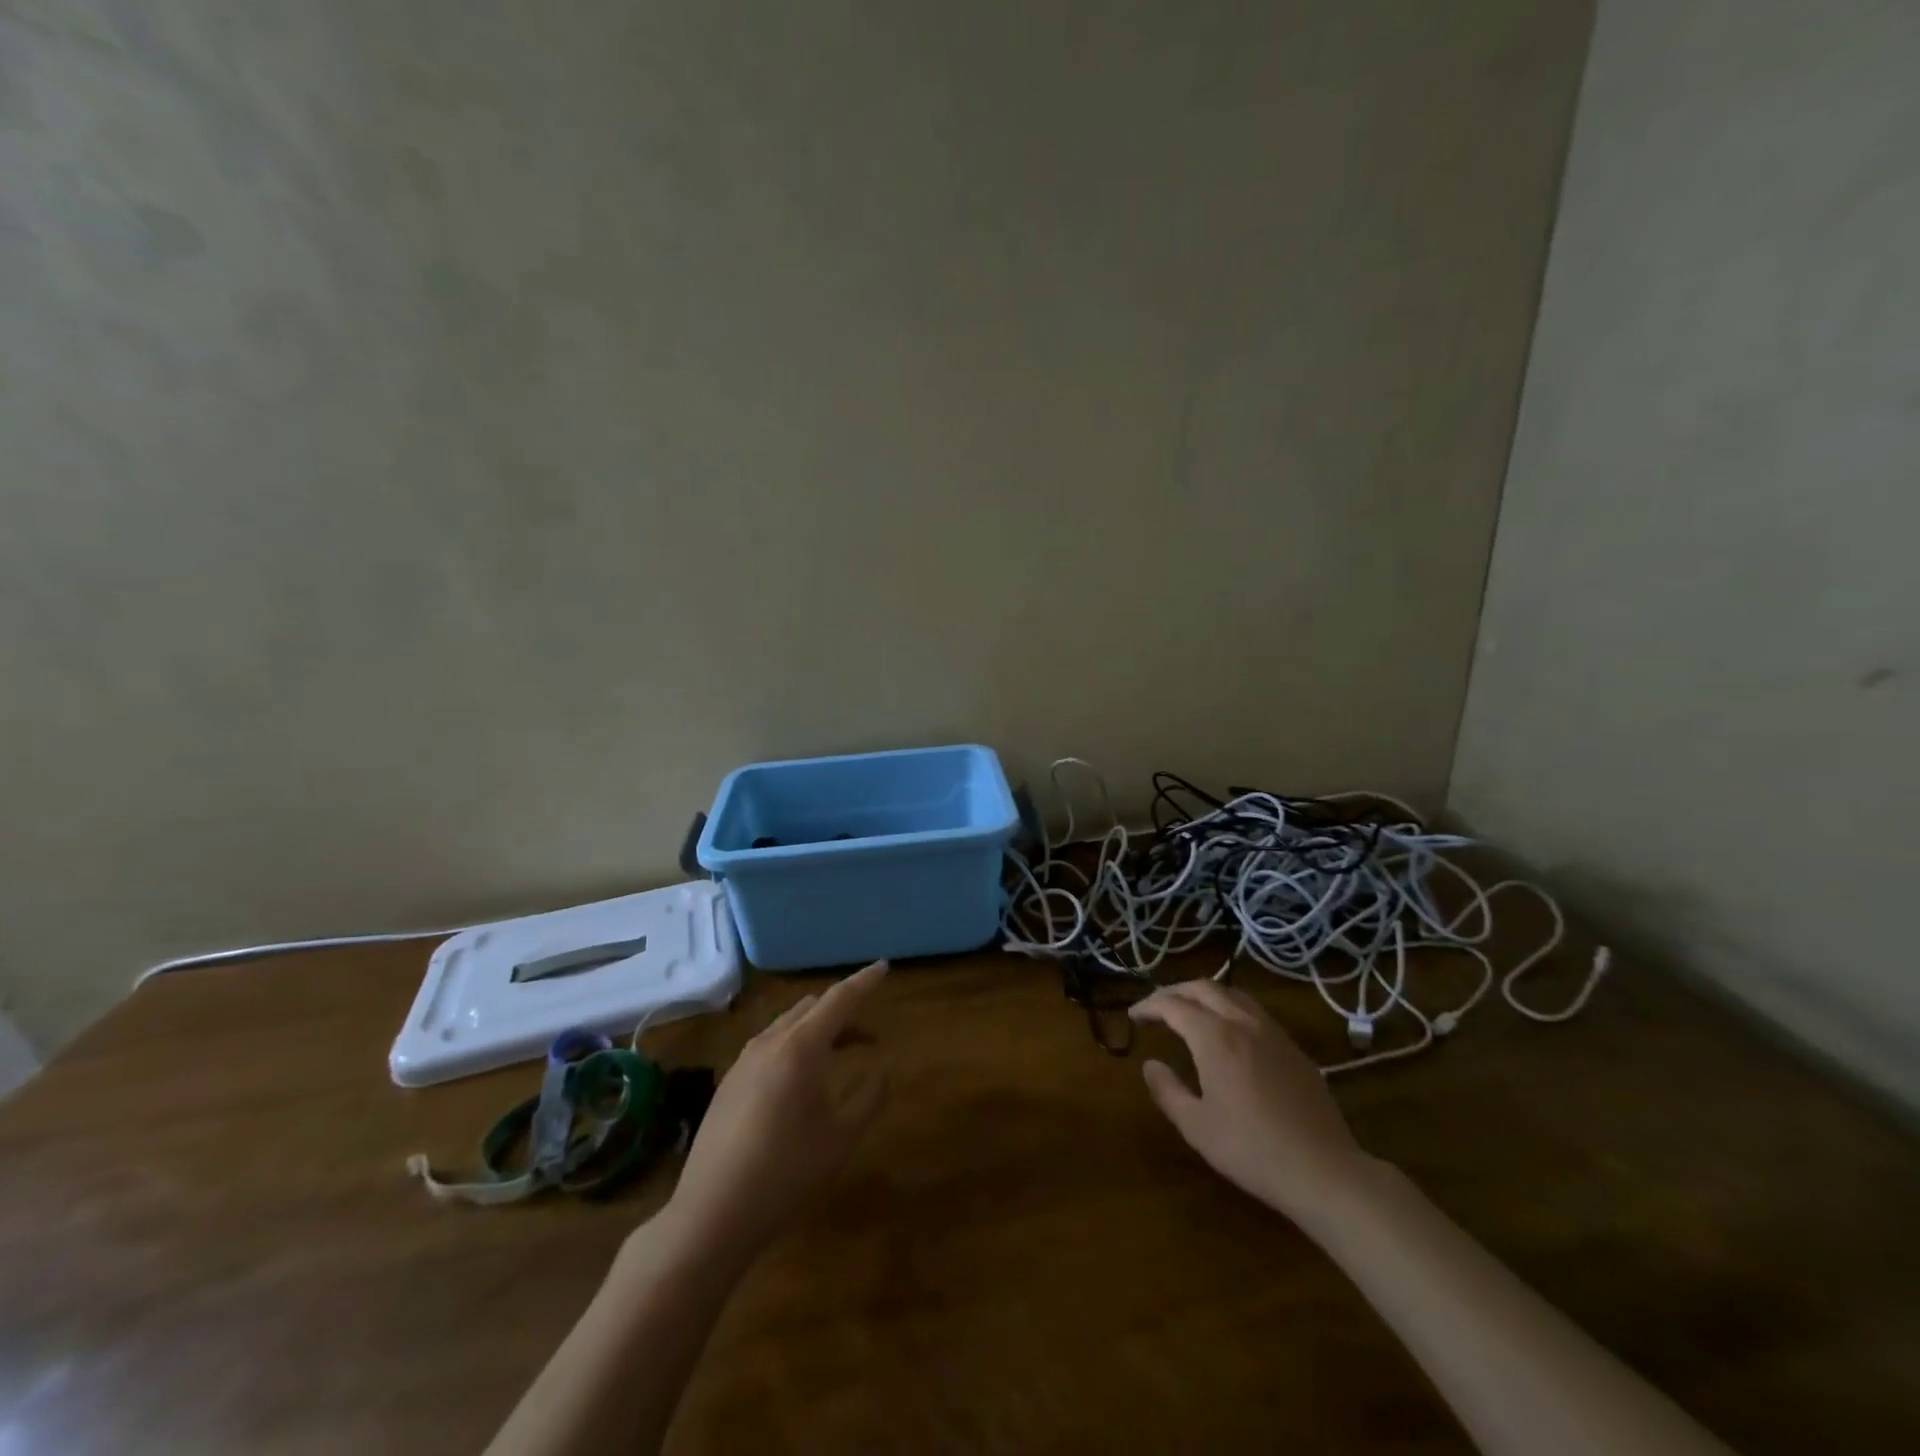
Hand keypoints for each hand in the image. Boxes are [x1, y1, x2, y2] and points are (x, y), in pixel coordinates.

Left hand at [661, 960, 889, 1260]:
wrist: (711, 1215)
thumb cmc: (786, 1173)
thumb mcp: (841, 1138)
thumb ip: (870, 1097)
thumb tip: (885, 1068)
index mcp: (800, 1047)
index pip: (840, 999)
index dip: (865, 981)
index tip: (884, 967)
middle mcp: (770, 1042)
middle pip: (812, 1006)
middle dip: (844, 1010)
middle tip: (869, 1035)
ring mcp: (744, 1061)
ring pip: (789, 1024)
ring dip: (818, 1028)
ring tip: (839, 1054)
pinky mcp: (729, 1082)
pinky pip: (770, 1044)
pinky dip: (795, 1044)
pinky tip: (801, 1080)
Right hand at [1130, 979, 1371, 1226]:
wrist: (1324, 1170)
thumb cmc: (1251, 1149)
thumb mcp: (1197, 1126)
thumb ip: (1168, 1090)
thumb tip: (1150, 1065)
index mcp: (1214, 1036)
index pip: (1173, 1005)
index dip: (1149, 1005)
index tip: (1133, 1015)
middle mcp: (1242, 1022)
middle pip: (1203, 988)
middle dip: (1175, 991)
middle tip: (1156, 1006)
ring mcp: (1273, 1033)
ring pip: (1232, 994)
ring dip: (1204, 994)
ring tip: (1190, 1010)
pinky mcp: (1294, 1049)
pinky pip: (1255, 1012)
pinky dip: (1230, 1008)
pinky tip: (1229, 1032)